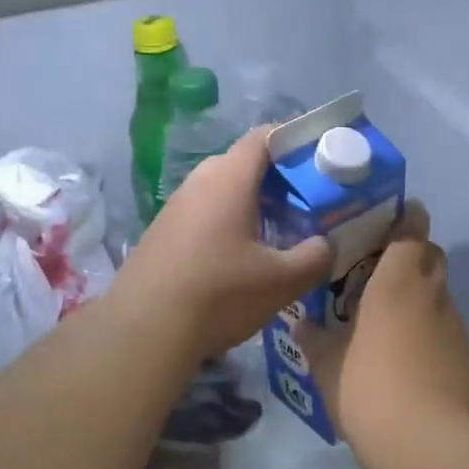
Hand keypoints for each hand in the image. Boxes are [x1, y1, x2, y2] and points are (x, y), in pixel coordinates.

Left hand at [109, 126, 331, 365]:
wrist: (144, 331)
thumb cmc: (219, 295)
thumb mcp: (282, 281)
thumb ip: (314, 257)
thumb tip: (325, 244)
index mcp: (229, 179)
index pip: (264, 136)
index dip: (295, 140)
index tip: (320, 162)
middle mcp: (198, 182)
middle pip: (242, 164)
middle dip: (277, 179)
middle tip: (305, 205)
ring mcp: (174, 208)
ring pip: (220, 192)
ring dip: (250, 205)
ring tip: (276, 235)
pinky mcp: (160, 234)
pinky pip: (202, 215)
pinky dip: (226, 225)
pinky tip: (237, 260)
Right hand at [298, 202, 468, 454]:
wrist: (426, 442)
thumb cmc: (367, 387)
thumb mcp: (326, 364)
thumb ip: (314, 339)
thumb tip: (301, 324)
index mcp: (397, 282)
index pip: (412, 231)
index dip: (407, 218)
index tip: (393, 216)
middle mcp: (433, 294)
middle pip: (432, 257)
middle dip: (413, 255)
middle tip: (381, 271)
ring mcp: (455, 326)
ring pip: (440, 294)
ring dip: (421, 295)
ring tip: (390, 318)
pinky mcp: (466, 357)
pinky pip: (446, 328)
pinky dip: (430, 329)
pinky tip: (408, 356)